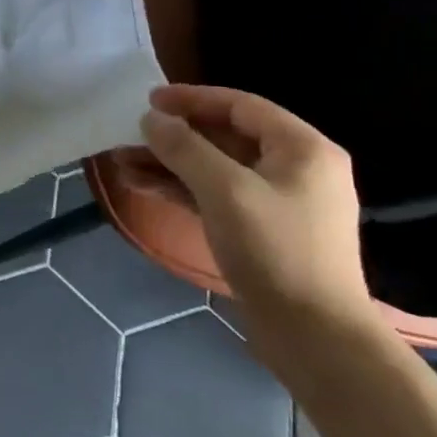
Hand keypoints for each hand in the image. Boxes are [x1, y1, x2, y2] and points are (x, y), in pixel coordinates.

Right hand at [112, 85, 376, 354]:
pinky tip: (142, 186)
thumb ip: (185, 148)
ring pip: (215, 168)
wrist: (314, 337)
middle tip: (129, 135)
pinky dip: (181, 188)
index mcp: (303, 149)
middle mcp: (295, 169)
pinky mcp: (261, 230)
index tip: (149, 100)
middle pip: (225, 136)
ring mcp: (278, 201)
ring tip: (122, 163)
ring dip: (169, 164)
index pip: (241, 106)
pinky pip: (216, 195)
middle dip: (174, 136)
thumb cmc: (275, 250)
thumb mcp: (225, 190)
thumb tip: (152, 119)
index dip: (192, 99)